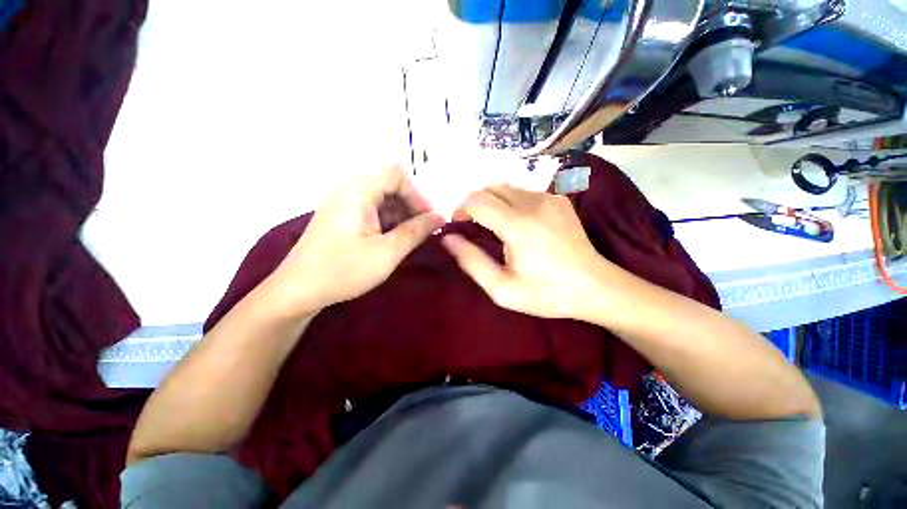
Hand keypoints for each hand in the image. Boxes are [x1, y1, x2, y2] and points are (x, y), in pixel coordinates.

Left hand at [267, 164, 443, 315]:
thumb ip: (416, 231)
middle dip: (411, 206)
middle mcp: (350, 189)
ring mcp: (344, 203)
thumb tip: (440, 217)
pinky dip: (388, 222)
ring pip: (383, 199)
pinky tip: (394, 240)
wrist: (298, 291)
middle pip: (391, 185)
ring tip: (412, 238)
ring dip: (401, 216)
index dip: (418, 194)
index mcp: (358, 190)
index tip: (429, 219)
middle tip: (424, 231)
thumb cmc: (343, 270)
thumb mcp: (387, 252)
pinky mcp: (343, 217)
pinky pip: (373, 210)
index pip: (397, 175)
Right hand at [442, 184, 610, 319]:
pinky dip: (511, 203)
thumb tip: (448, 238)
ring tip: (494, 226)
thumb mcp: (502, 289)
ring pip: (507, 188)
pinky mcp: (559, 200)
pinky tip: (517, 224)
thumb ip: (471, 261)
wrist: (595, 287)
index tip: (459, 226)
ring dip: (493, 202)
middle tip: (474, 226)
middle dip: (475, 203)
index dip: (461, 210)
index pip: (477, 201)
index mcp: (518, 226)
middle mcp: (533, 204)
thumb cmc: (546, 293)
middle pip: (490, 188)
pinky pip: (524, 193)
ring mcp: (549, 198)